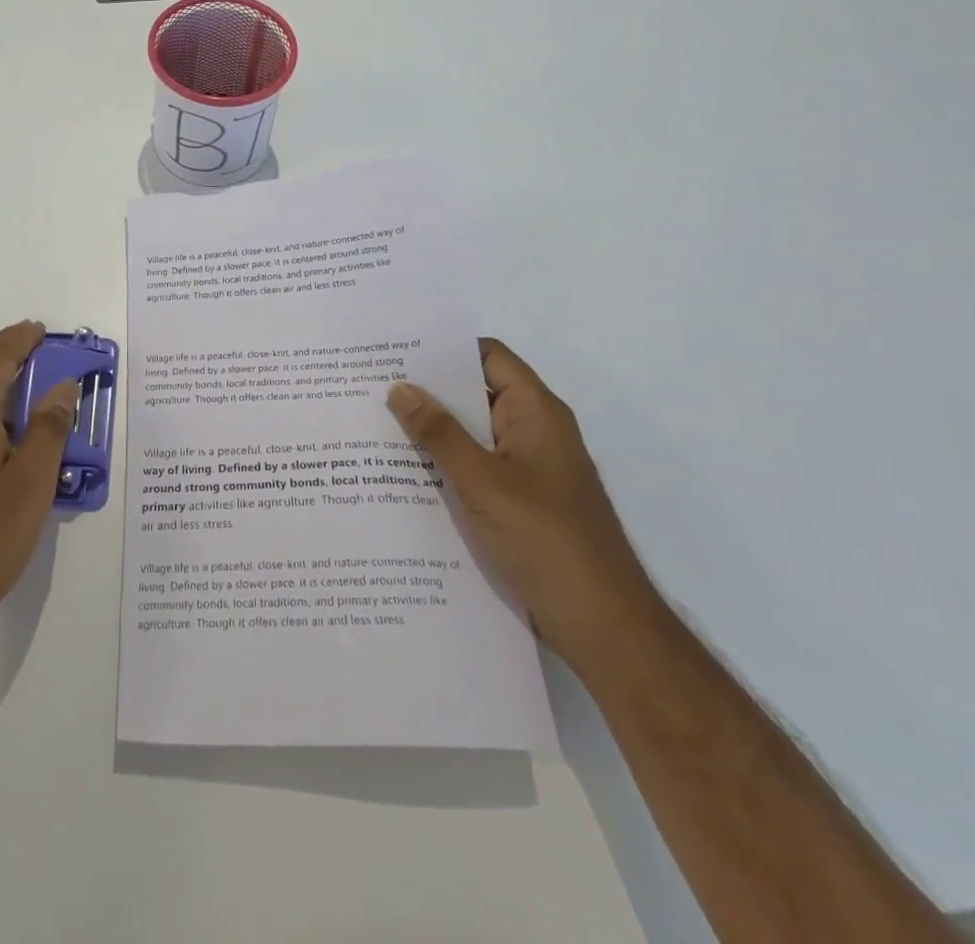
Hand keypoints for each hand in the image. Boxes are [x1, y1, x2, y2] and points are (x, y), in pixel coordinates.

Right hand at [387, 339, 660, 673]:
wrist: (602, 626)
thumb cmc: (547, 541)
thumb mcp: (484, 482)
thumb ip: (440, 434)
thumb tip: (399, 387)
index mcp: (536, 413)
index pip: (488, 357)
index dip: (445, 348)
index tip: (395, 349)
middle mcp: (533, 431)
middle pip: (476, 393)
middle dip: (428, 390)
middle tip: (371, 385)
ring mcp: (527, 468)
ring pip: (472, 434)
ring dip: (432, 429)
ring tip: (374, 422)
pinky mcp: (518, 501)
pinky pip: (475, 467)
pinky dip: (443, 463)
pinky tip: (402, 471)